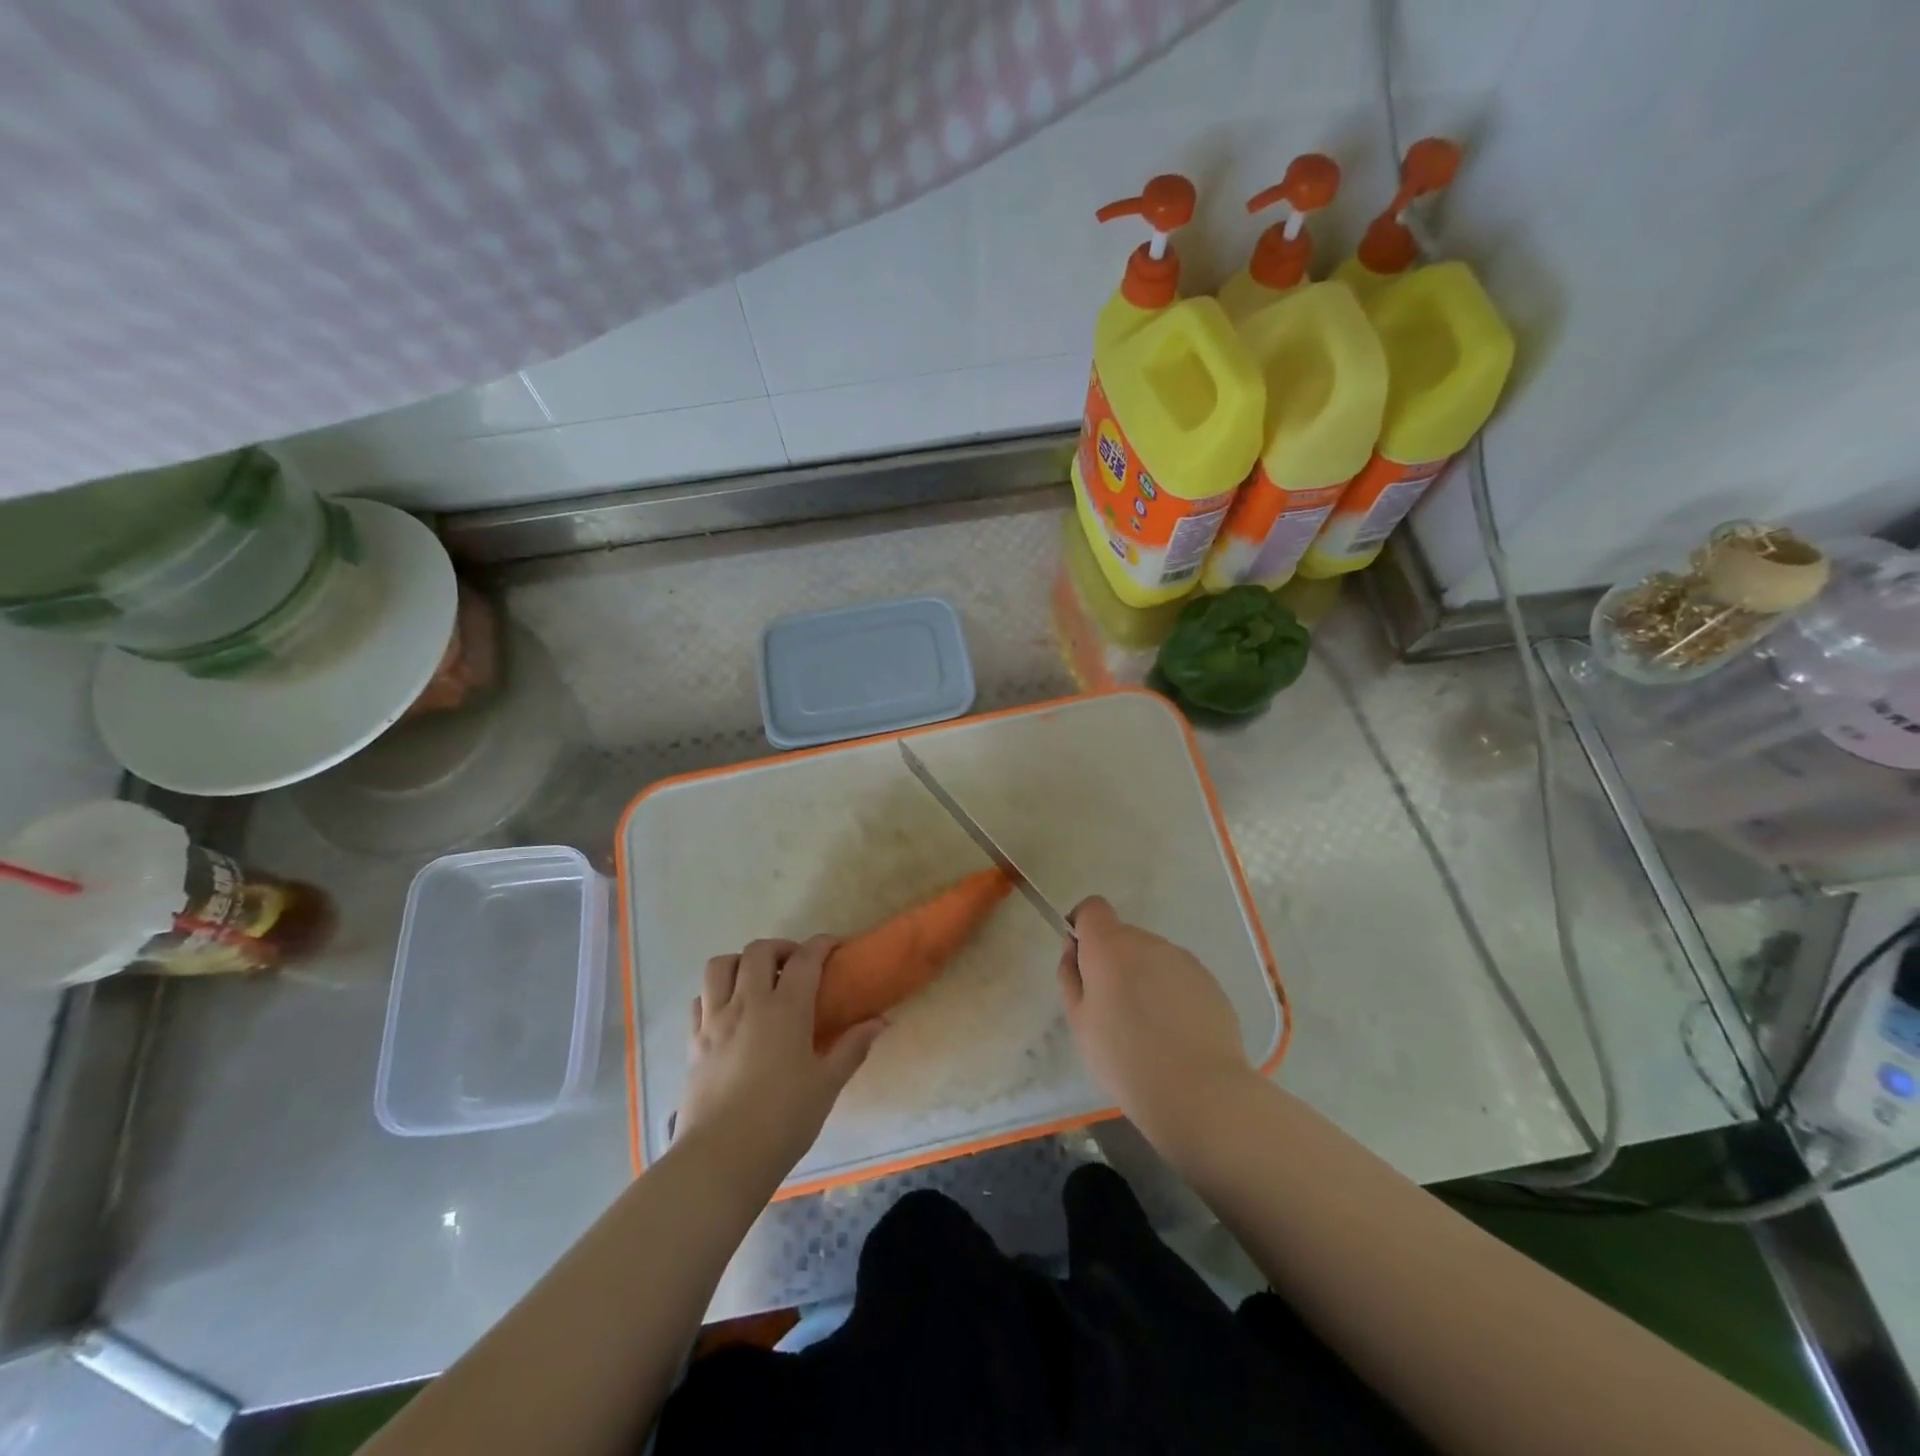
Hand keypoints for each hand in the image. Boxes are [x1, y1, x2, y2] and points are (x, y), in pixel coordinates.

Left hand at [674, 936, 883, 1191]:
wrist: (721, 1159)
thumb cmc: (783, 1121)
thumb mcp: (827, 1085)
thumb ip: (852, 1047)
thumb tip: (880, 1021)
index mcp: (785, 1010)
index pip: (805, 959)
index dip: (821, 945)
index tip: (834, 947)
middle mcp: (748, 1004)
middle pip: (758, 951)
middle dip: (780, 948)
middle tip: (796, 965)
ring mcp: (715, 1020)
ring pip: (720, 965)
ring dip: (741, 962)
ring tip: (757, 980)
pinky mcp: (693, 1042)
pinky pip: (700, 999)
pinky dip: (715, 993)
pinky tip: (729, 1011)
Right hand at [1057, 897, 1252, 1144]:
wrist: (1198, 1091)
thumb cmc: (1124, 1058)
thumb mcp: (1079, 1022)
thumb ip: (1071, 976)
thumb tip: (1075, 950)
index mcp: (1110, 945)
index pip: (1092, 908)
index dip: (1083, 927)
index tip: (1082, 960)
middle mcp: (1148, 942)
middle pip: (1122, 937)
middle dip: (1113, 962)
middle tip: (1112, 1010)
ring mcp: (1183, 960)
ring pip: (1152, 958)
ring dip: (1143, 978)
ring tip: (1148, 1028)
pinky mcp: (1209, 982)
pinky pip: (1178, 977)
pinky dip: (1170, 994)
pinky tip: (1175, 1034)